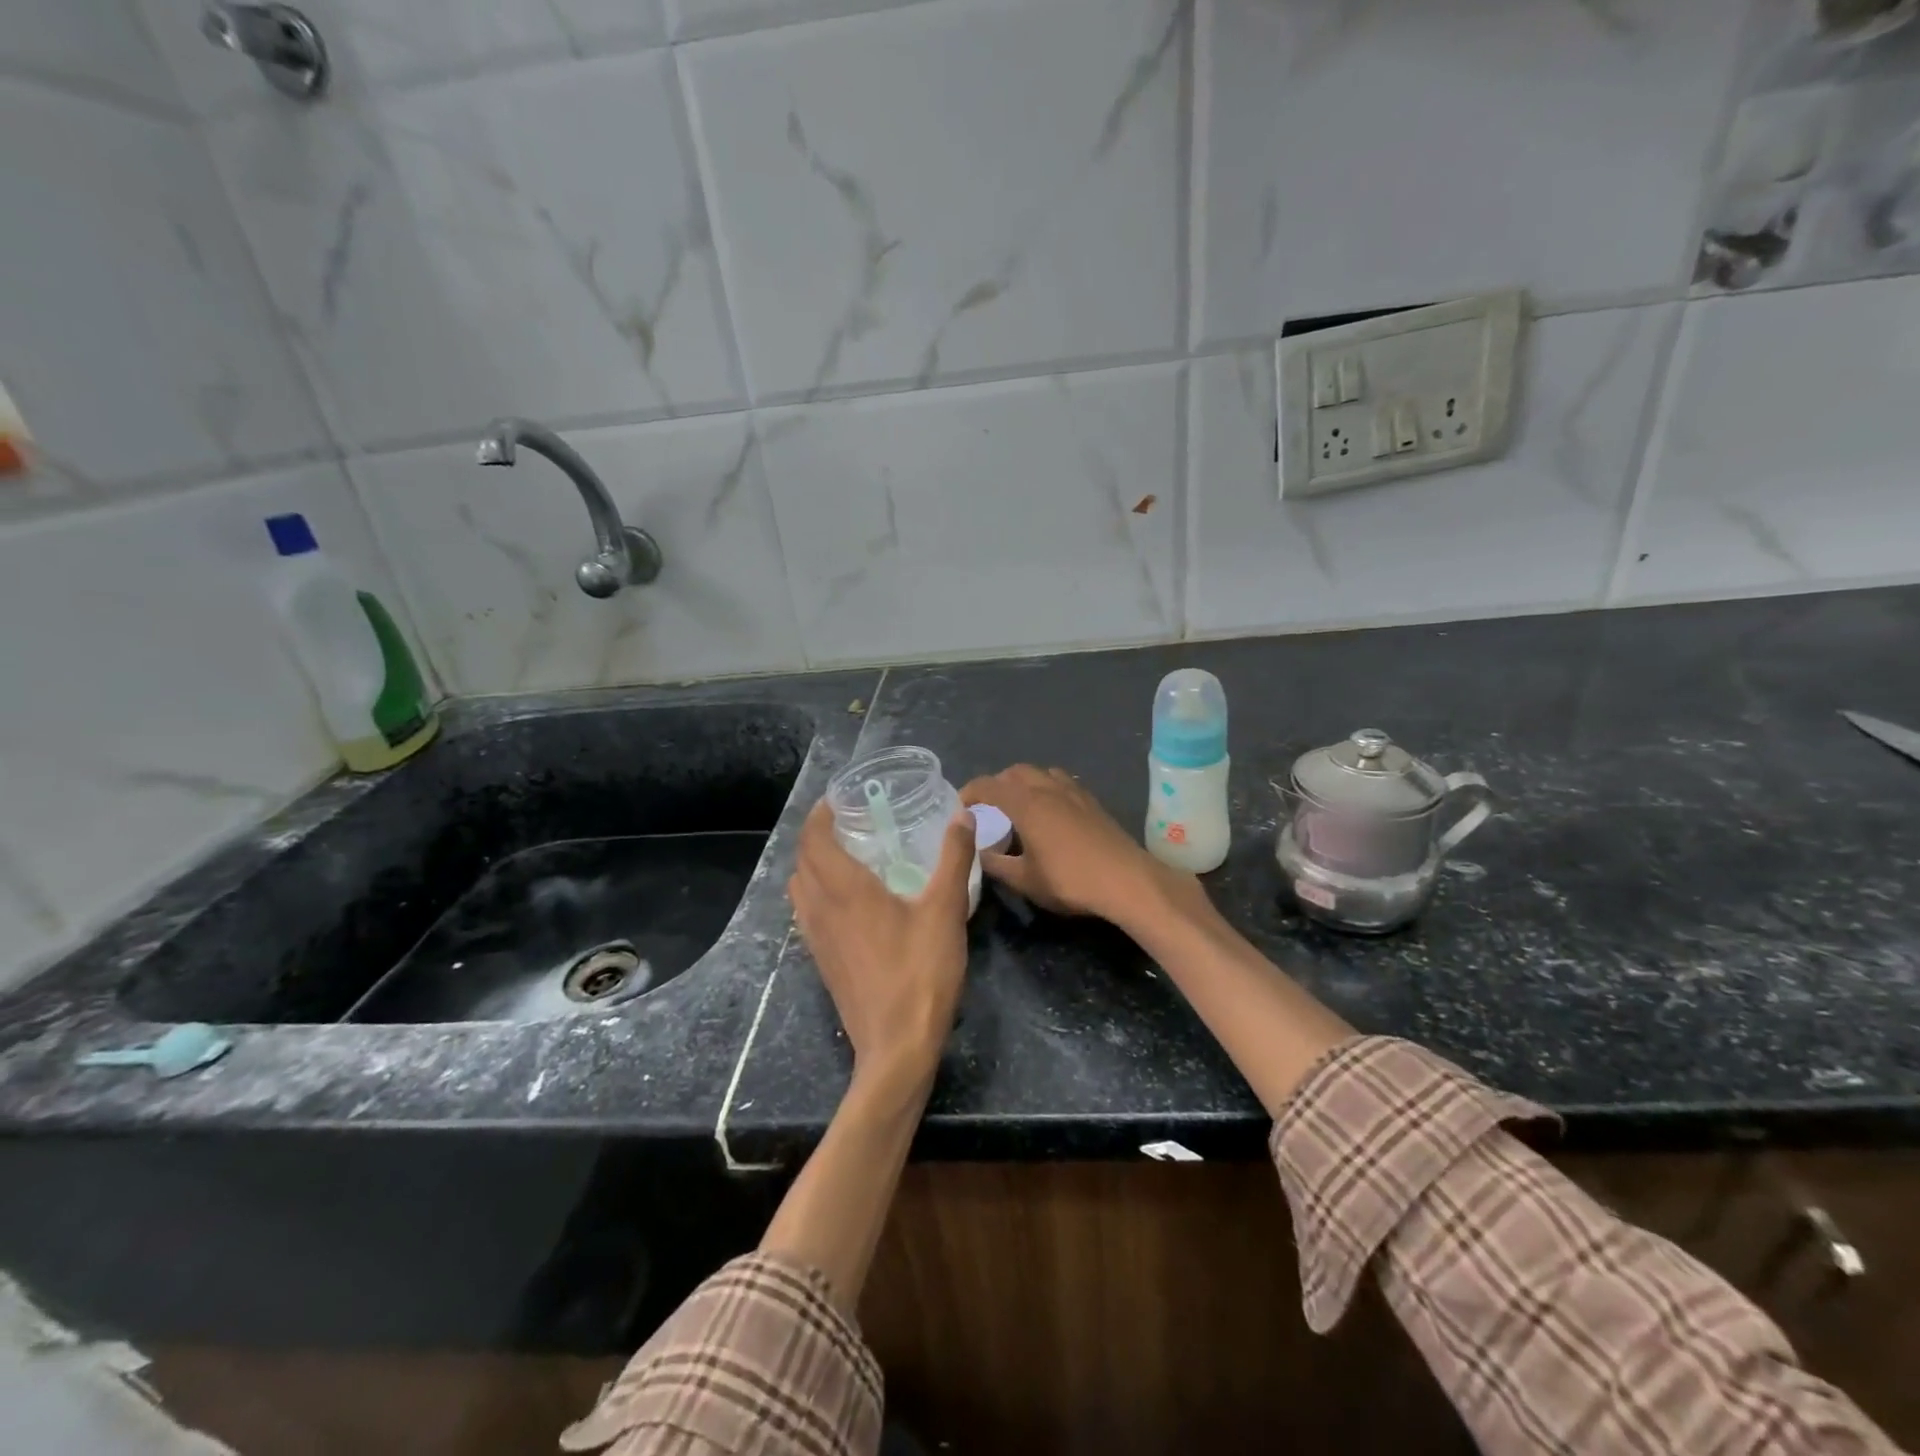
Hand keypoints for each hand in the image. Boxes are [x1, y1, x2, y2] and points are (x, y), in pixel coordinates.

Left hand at [787, 799, 975, 1091]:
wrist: (896, 1046)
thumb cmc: (921, 972)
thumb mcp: (945, 910)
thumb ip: (954, 858)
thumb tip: (962, 814)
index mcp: (843, 889)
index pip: (814, 837)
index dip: (821, 813)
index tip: (841, 798)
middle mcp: (820, 908)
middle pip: (802, 859)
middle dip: (818, 834)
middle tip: (851, 821)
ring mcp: (815, 938)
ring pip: (800, 888)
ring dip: (813, 864)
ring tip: (848, 855)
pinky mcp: (821, 961)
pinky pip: (806, 912)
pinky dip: (817, 892)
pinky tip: (849, 901)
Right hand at [961, 765, 1201, 927]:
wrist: (1125, 880)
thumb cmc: (1069, 880)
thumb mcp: (1025, 880)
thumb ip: (997, 865)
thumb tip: (980, 853)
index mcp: (1026, 803)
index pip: (989, 786)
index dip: (970, 792)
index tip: (961, 805)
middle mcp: (1048, 788)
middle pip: (1015, 772)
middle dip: (997, 784)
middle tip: (989, 806)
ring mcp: (1073, 792)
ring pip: (1041, 773)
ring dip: (1024, 783)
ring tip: (1019, 806)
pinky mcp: (1092, 801)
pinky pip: (1061, 783)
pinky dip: (1046, 788)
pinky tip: (1051, 812)